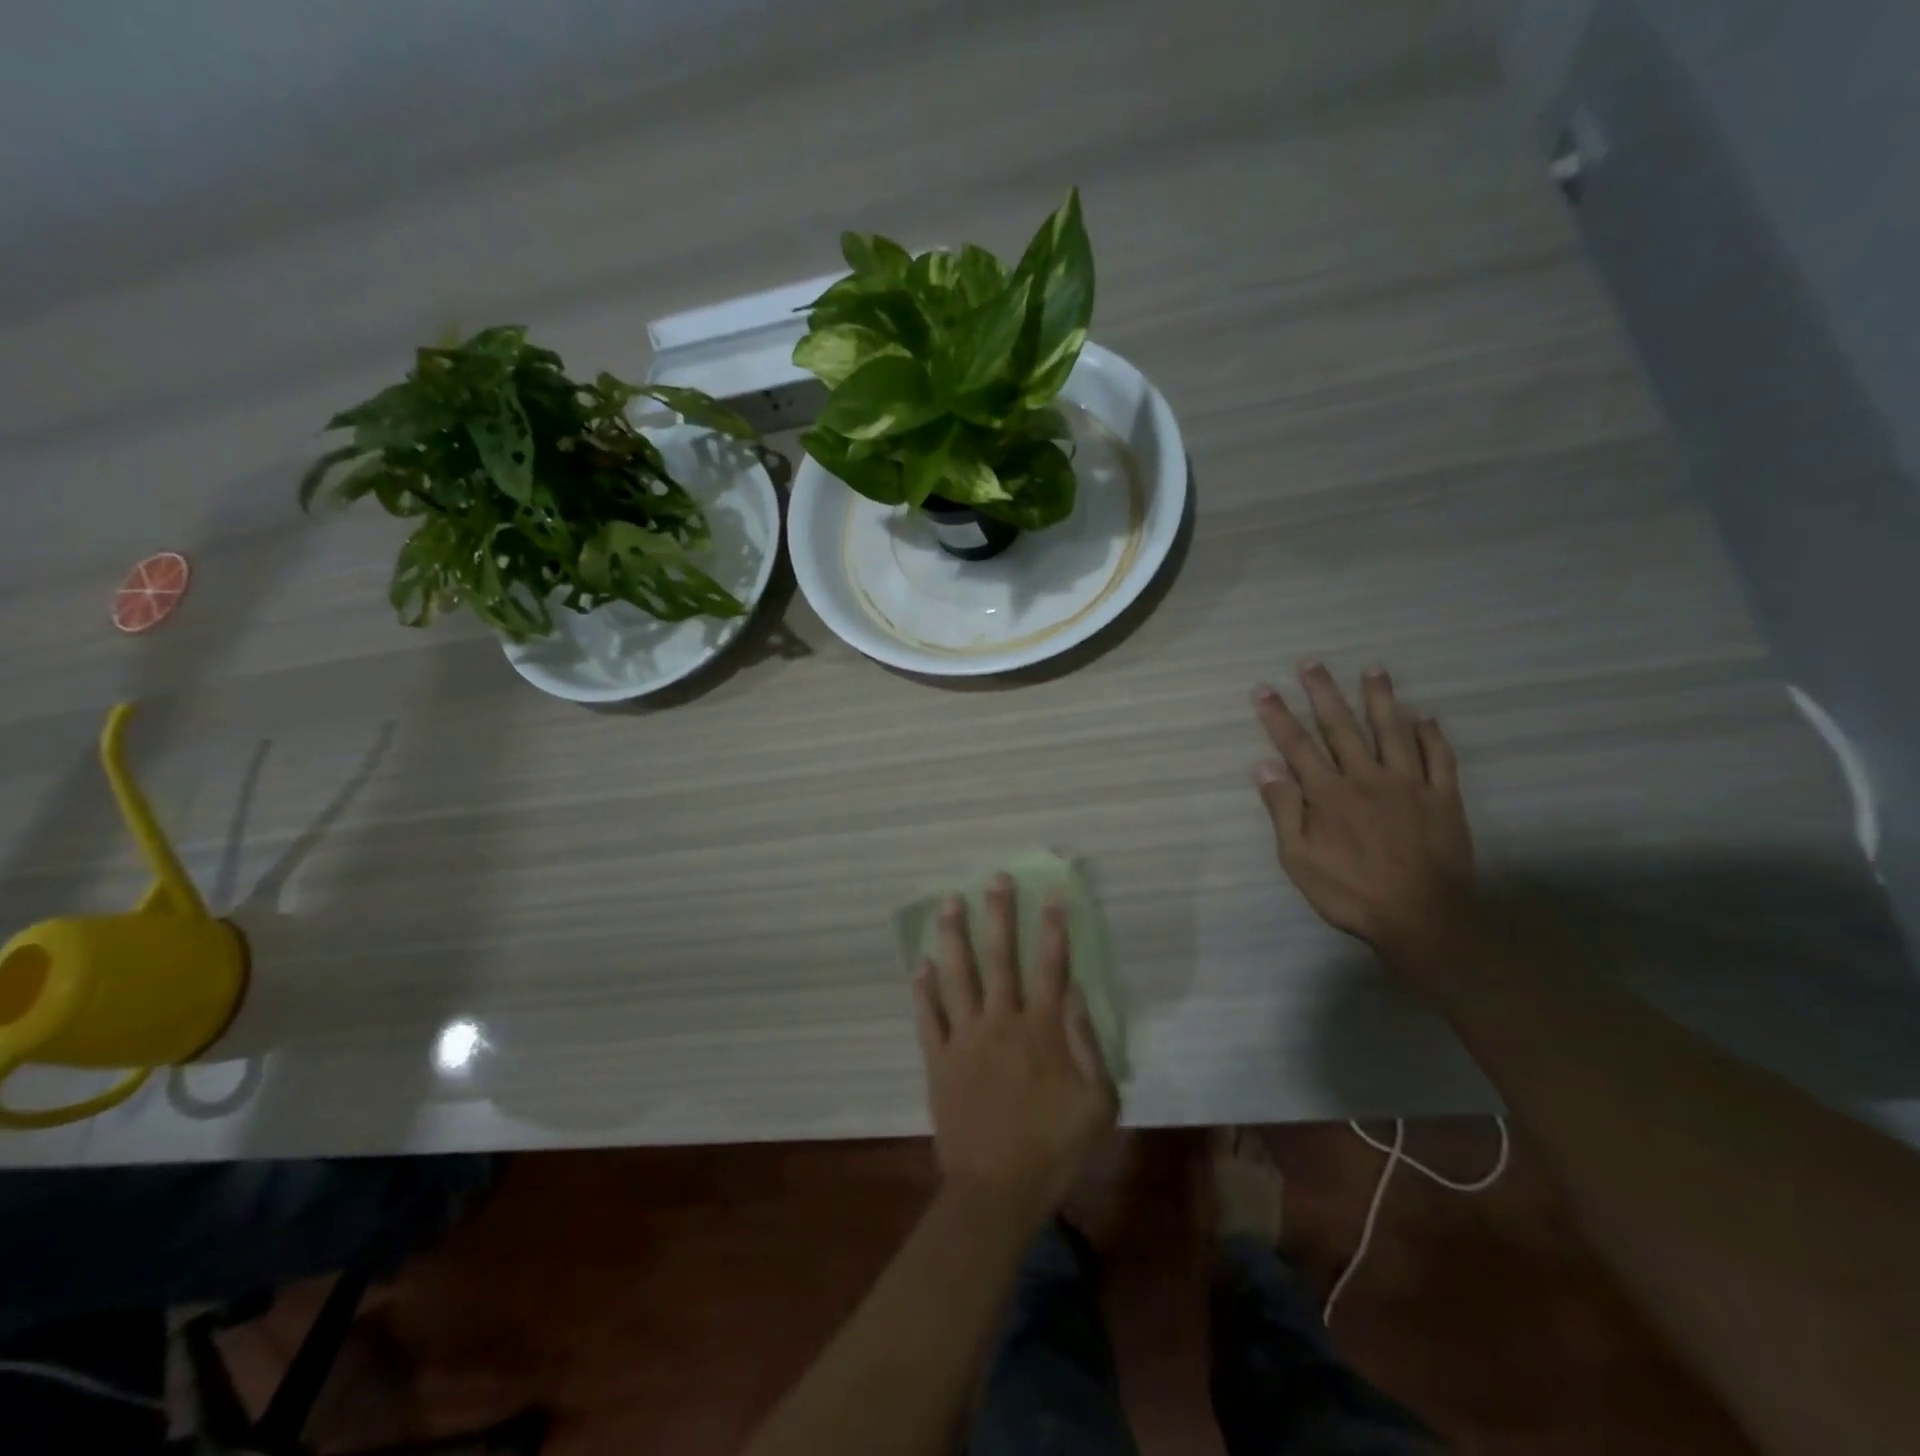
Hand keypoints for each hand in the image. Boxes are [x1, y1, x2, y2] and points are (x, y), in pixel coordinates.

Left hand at [913, 875, 1116, 1228]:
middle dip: (998, 914)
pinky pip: (928, 1016)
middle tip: (995, 878)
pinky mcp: (938, 1059)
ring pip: (957, 975)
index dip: (1053, 927)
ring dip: (953, 936)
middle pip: (999, 957)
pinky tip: (920, 964)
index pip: (1050, 965)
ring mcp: (964, 1038)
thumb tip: (1074, 991)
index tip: (1053, 893)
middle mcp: (1000, 1021)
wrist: (996, 1190)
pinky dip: (923, 989)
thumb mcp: (1097, 1102)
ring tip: (949, 902)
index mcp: (1041, 1030)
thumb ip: (1087, 1042)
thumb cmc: (1055, 1148)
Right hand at [1253, 664, 1476, 967]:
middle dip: (1323, 693)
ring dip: (1380, 698)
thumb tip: (1265, 766)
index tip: (1264, 689)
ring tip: (1374, 670)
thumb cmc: (1350, 892)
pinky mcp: (1443, 798)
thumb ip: (1284, 810)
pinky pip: (1438, 758)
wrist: (1422, 917)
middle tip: (1311, 663)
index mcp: (1328, 794)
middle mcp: (1366, 778)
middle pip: (1341, 727)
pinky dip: (1430, 734)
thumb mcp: (1299, 859)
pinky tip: (1424, 716)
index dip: (1278, 716)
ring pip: (1392, 731)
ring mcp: (1409, 784)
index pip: (1296, 746)